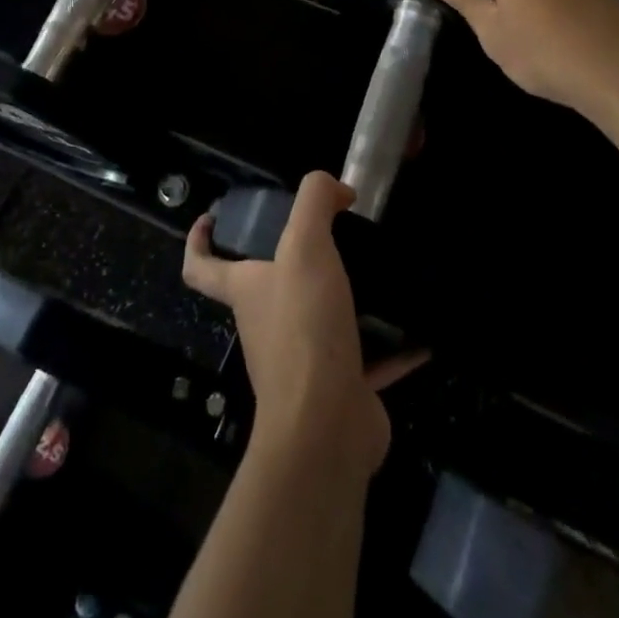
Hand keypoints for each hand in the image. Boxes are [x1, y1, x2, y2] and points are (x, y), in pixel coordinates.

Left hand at [183, 173, 423, 476]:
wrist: (326, 428)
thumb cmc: (304, 327)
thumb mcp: (305, 246)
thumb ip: (315, 202)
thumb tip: (336, 189)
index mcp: (247, 292)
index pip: (201, 267)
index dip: (199, 241)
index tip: (212, 218)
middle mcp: (266, 326)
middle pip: (268, 290)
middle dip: (293, 263)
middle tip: (332, 237)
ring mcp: (302, 364)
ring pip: (319, 322)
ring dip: (345, 301)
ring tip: (378, 273)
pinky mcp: (339, 390)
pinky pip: (366, 360)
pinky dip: (390, 346)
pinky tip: (419, 331)